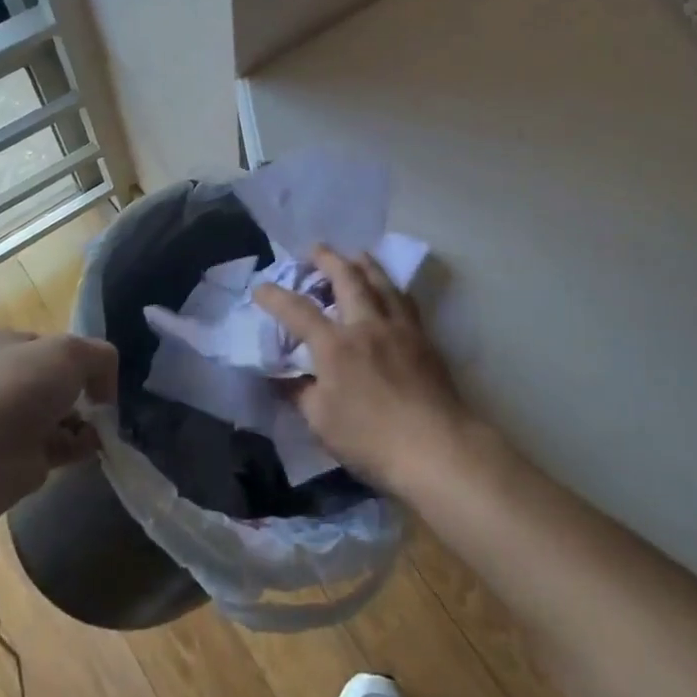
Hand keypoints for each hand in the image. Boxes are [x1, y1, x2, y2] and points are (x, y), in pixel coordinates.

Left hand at [0, 329, 117, 502]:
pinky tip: (92, 446)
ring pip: (57, 415)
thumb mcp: (72, 352)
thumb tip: (104, 388)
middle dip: (83, 391)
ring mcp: (3, 421)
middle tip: (103, 401)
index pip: (49, 343)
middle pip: (55, 381)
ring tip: (103, 427)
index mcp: (1, 345)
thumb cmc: (18, 389)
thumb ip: (101, 357)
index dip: (77, 354)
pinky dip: (77, 446)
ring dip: (84, 421)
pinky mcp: (13, 458)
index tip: (97, 370)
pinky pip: (56, 446)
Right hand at [254, 247, 471, 492]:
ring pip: (381, 281)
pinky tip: (390, 290)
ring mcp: (399, 327)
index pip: (298, 311)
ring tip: (355, 255)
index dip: (276, 297)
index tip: (260, 287)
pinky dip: (391, 287)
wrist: (436, 446)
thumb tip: (280, 378)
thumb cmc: (371, 440)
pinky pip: (404, 300)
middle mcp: (367, 325)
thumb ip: (299, 393)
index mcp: (336, 346)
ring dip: (364, 263)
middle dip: (327, 259)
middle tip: (315, 249)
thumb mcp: (321, 423)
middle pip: (347, 278)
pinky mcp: (423, 338)